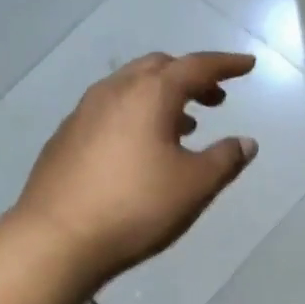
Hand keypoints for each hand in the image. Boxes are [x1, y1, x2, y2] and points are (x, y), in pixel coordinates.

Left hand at [15, 52, 258, 284]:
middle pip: (159, 67)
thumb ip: (225, 159)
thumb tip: (245, 142)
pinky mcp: (66, 136)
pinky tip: (142, 147)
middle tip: (215, 98)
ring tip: (185, 124)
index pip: (196, 66)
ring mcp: (84, 112)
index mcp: (150, 94)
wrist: (57, 238)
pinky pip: (111, 110)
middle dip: (191, 77)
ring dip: (162, 97)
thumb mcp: (194, 186)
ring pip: (131, 87)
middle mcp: (114, 91)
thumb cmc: (136, 206)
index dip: (226, 65)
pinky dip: (136, 114)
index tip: (247, 65)